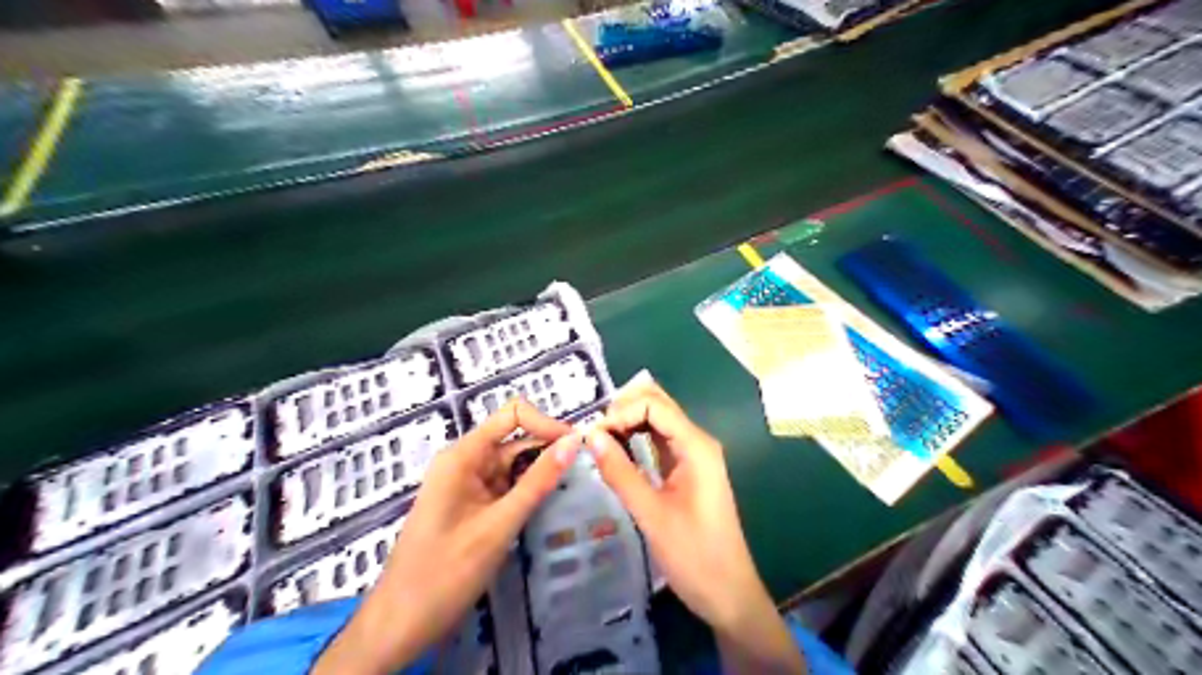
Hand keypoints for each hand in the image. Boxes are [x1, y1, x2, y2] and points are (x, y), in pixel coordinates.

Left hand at [316, 401, 578, 673]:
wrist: (400, 625)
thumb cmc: (445, 573)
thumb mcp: (499, 525)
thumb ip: (537, 482)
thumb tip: (573, 441)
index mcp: (463, 455)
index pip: (512, 415)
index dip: (545, 423)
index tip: (575, 445)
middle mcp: (466, 461)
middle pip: (515, 438)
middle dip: (548, 448)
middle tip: (585, 468)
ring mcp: (469, 484)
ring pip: (514, 464)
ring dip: (541, 471)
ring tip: (573, 486)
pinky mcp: (474, 505)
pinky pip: (506, 486)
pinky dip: (528, 490)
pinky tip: (549, 502)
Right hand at [584, 383, 800, 671]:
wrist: (729, 594)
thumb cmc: (694, 556)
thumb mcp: (651, 515)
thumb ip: (620, 472)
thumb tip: (590, 436)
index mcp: (696, 446)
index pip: (654, 405)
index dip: (621, 412)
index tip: (593, 436)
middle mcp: (697, 442)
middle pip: (658, 405)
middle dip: (624, 411)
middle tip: (594, 435)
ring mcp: (694, 456)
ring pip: (657, 421)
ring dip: (628, 423)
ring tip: (599, 441)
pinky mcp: (688, 471)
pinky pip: (659, 441)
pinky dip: (636, 439)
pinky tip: (616, 451)